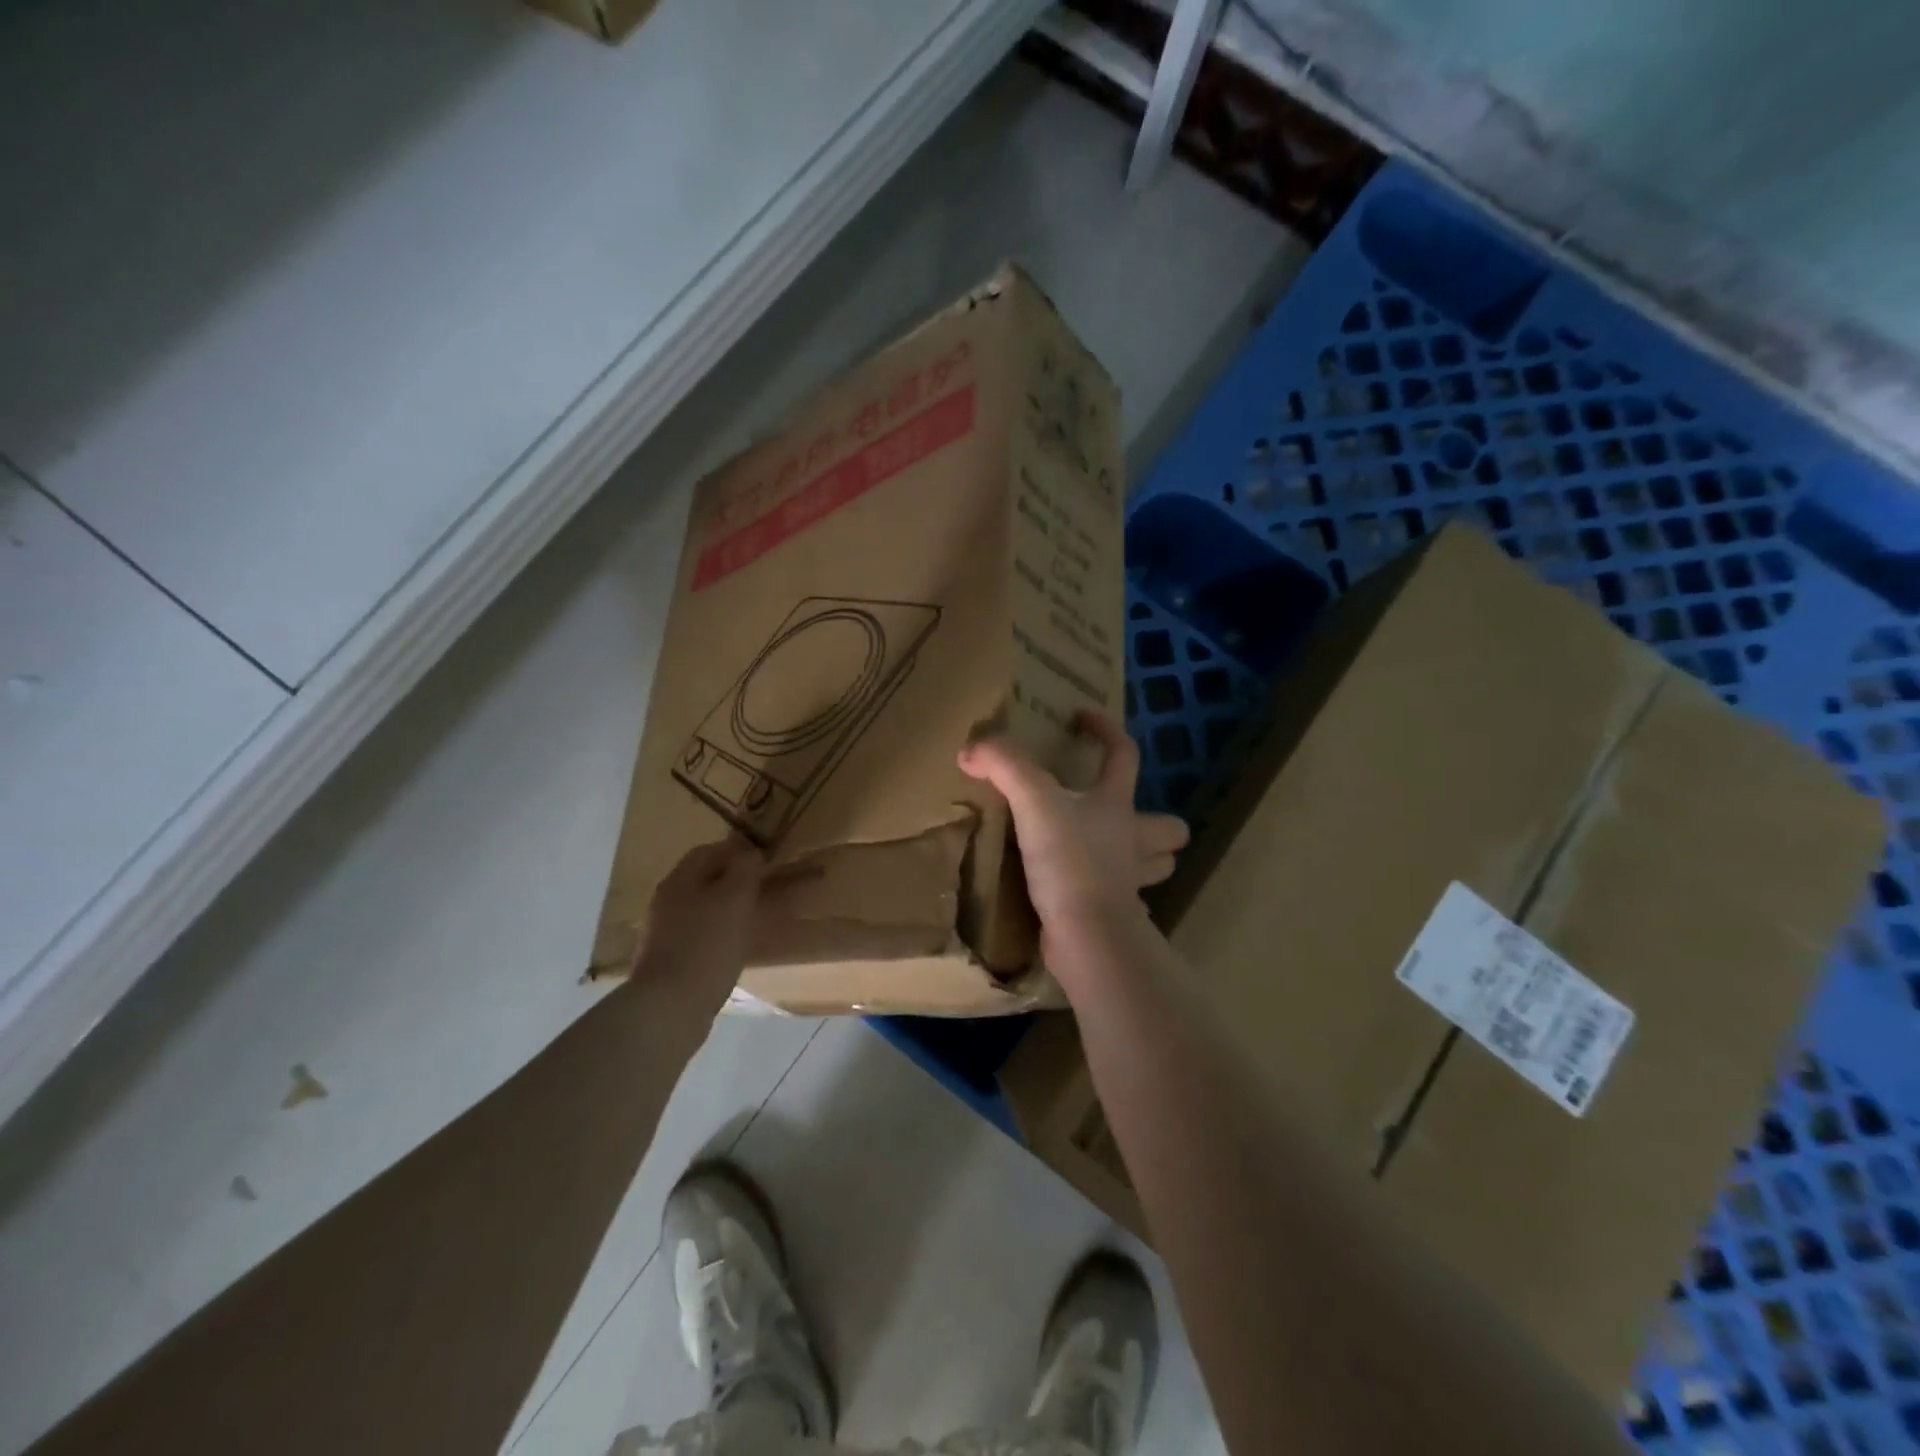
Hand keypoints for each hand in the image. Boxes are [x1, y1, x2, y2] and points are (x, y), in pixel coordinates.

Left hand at [632, 837, 764, 1022]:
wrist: (669, 1008)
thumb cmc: (707, 946)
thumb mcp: (735, 898)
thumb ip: (744, 869)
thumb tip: (749, 853)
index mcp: (680, 880)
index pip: (709, 851)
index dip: (737, 850)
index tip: (764, 859)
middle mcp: (666, 900)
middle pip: (702, 879)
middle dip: (731, 879)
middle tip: (761, 888)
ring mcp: (662, 932)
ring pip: (699, 907)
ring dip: (723, 908)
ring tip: (751, 919)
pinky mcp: (666, 960)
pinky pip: (696, 935)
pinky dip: (715, 934)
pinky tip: (732, 948)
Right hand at [957, 709, 1187, 939]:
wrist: (1087, 935)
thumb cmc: (1070, 860)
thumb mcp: (1033, 801)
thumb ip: (1004, 766)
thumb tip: (972, 749)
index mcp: (1117, 805)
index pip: (1124, 754)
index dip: (1107, 730)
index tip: (1083, 717)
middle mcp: (1132, 841)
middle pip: (1168, 827)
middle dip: (1157, 821)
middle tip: (1124, 816)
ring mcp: (1127, 881)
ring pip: (1155, 866)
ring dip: (1142, 858)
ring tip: (1111, 853)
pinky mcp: (1113, 915)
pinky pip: (1122, 900)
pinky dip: (1110, 894)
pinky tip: (1084, 892)